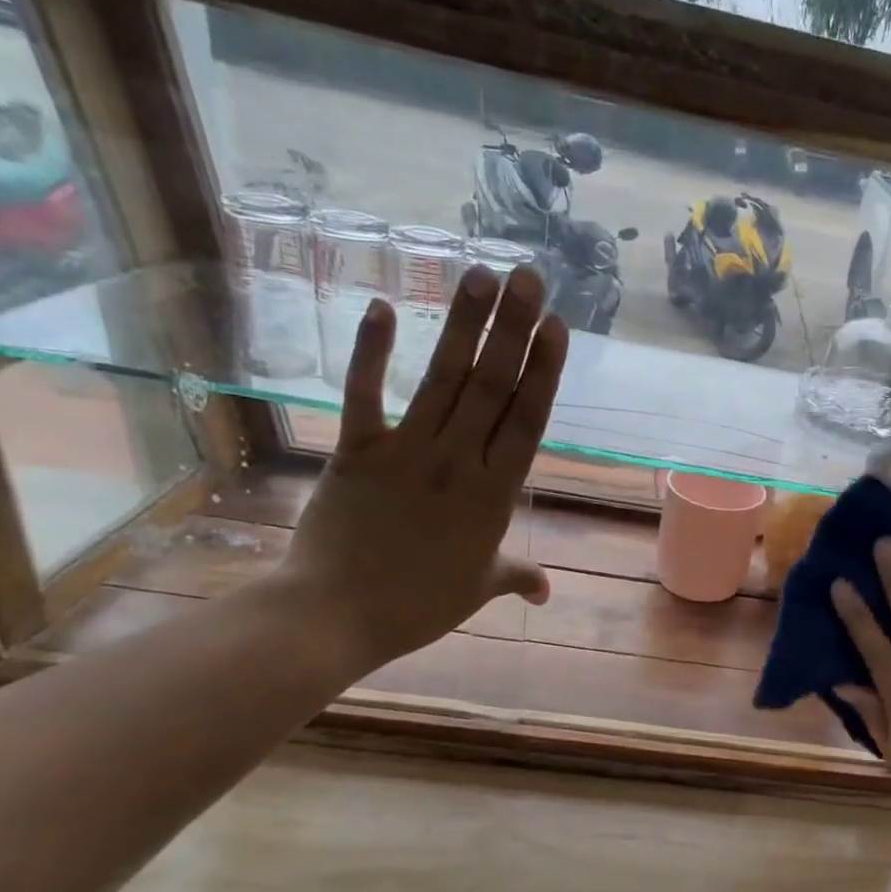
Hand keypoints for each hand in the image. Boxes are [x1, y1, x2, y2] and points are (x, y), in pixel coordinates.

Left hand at [276, 264, 566, 676]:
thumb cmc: (418, 606)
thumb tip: (548, 592)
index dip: (543, 370)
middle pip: (491, 386)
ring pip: (441, 379)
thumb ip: (517, 577)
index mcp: (494, 494)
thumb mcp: (479, 589)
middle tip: (529, 276)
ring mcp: (406, 452)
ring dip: (463, 326)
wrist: (335, 616)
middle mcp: (457, 461)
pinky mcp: (356, 451)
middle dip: (513, 328)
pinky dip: (371, 351)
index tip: (556, 326)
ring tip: (480, 275)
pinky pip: (364, 394)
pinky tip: (384, 308)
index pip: (526, 420)